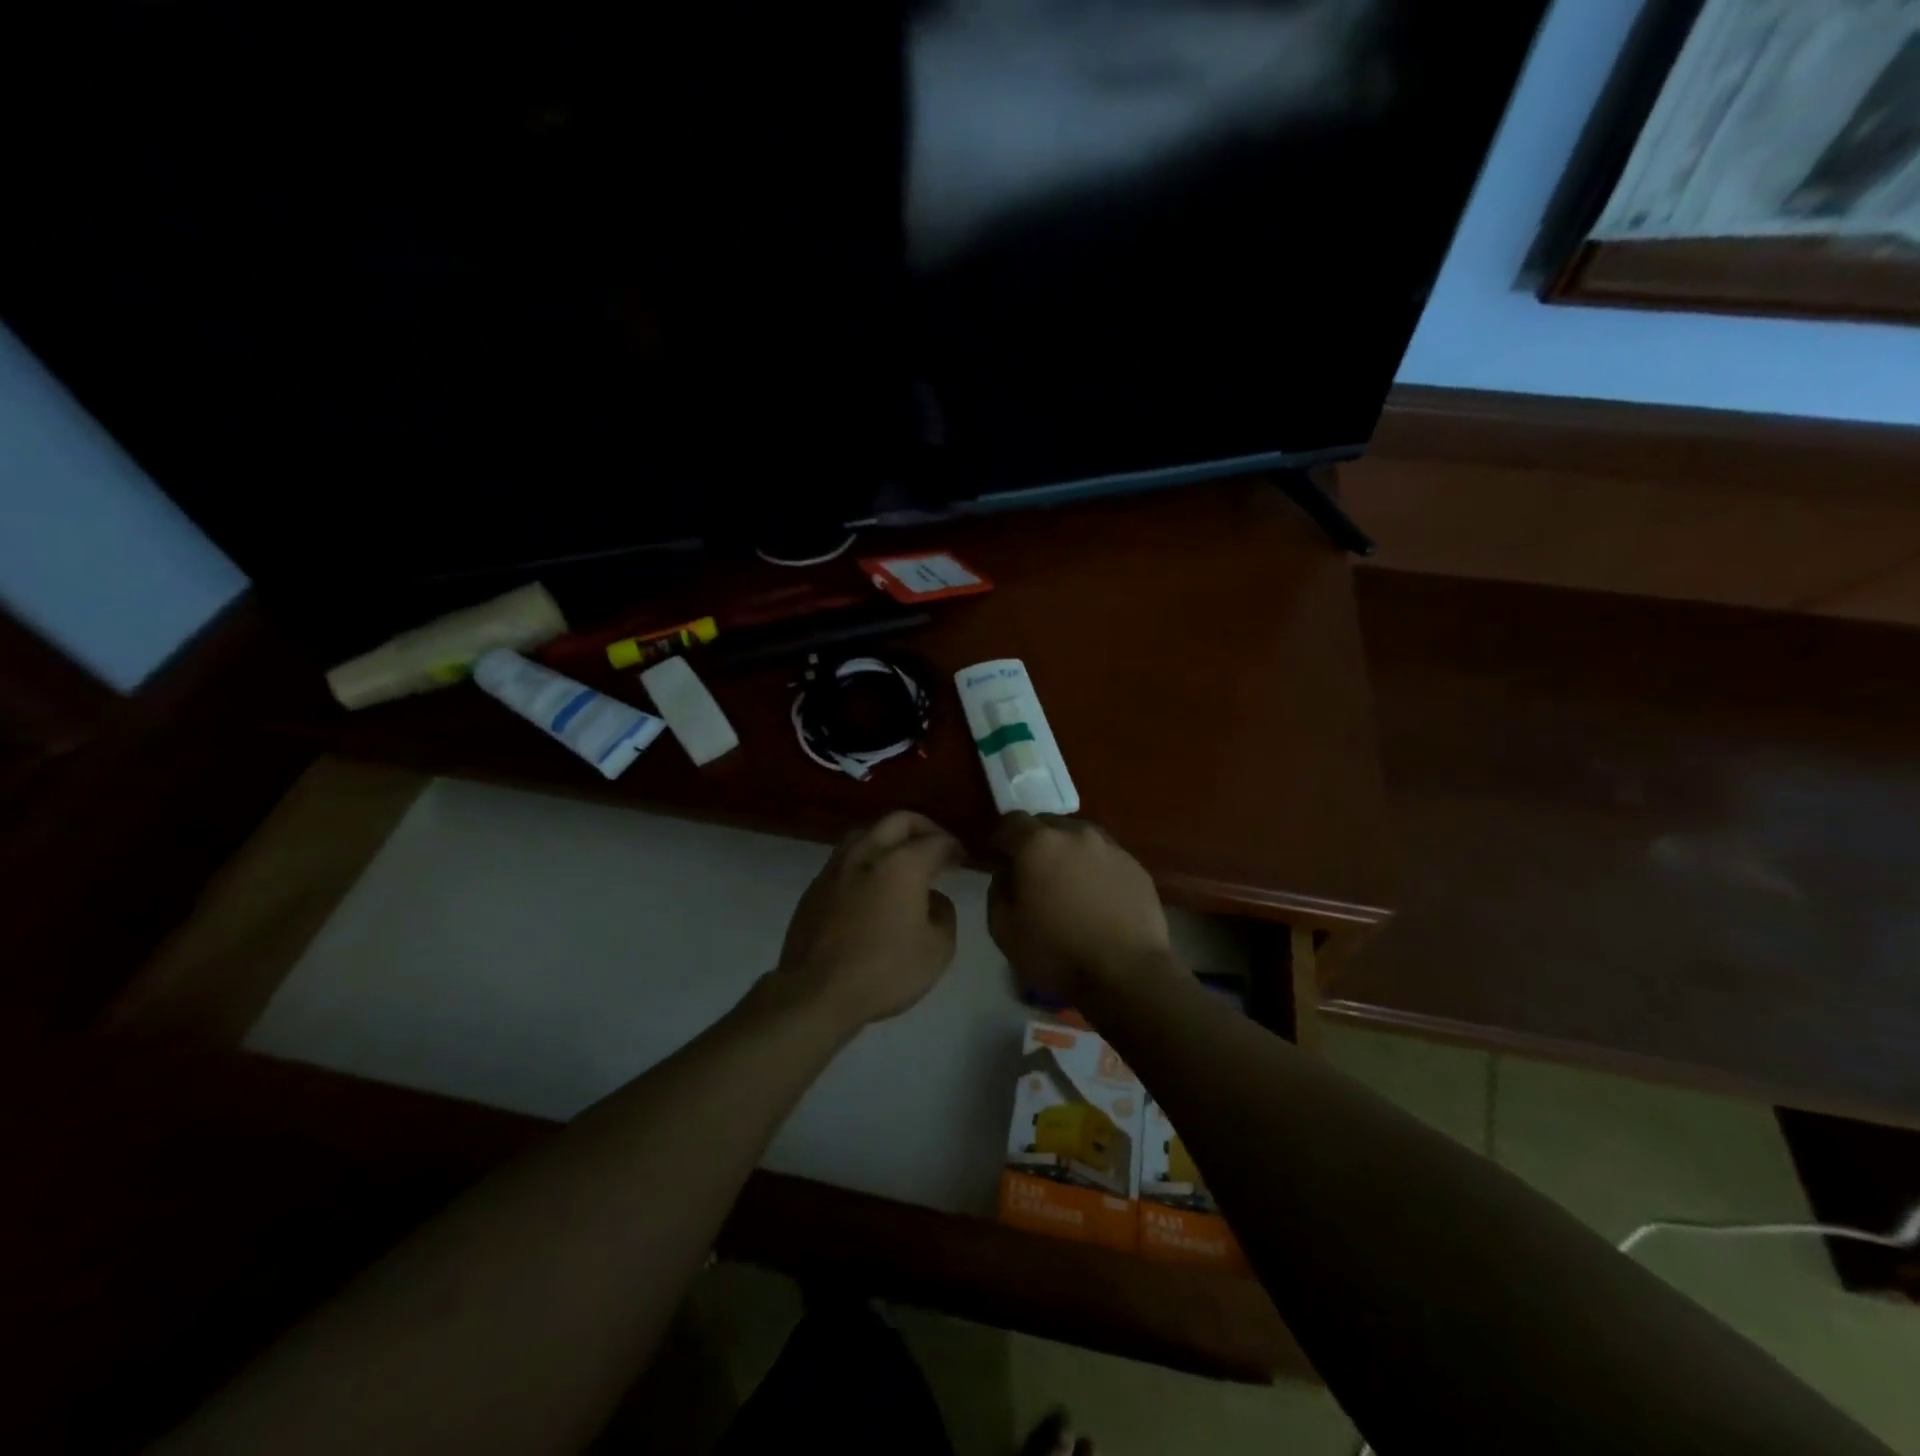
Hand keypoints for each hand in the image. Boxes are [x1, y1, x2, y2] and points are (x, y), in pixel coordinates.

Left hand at [777, 811, 961, 1030]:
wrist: (816, 992)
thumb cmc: (884, 971)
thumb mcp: (938, 950)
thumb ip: (944, 914)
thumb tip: (933, 899)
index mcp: (903, 864)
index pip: (937, 841)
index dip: (954, 847)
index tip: (961, 859)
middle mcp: (868, 853)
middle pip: (899, 821)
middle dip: (923, 828)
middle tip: (936, 846)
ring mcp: (836, 867)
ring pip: (867, 833)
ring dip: (889, 840)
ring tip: (902, 862)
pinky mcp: (815, 886)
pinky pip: (846, 859)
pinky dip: (866, 862)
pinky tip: (871, 886)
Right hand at [987, 812, 1174, 1004]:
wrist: (1127, 975)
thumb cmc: (1056, 952)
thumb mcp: (1003, 928)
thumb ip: (998, 888)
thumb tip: (1007, 872)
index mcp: (1038, 843)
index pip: (1009, 822)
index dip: (997, 840)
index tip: (994, 860)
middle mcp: (1075, 833)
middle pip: (1045, 825)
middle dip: (1032, 843)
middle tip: (1030, 873)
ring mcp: (1110, 847)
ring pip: (1077, 838)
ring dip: (1065, 853)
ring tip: (1066, 884)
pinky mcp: (1135, 866)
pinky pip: (1104, 857)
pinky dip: (1093, 868)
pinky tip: (1095, 897)